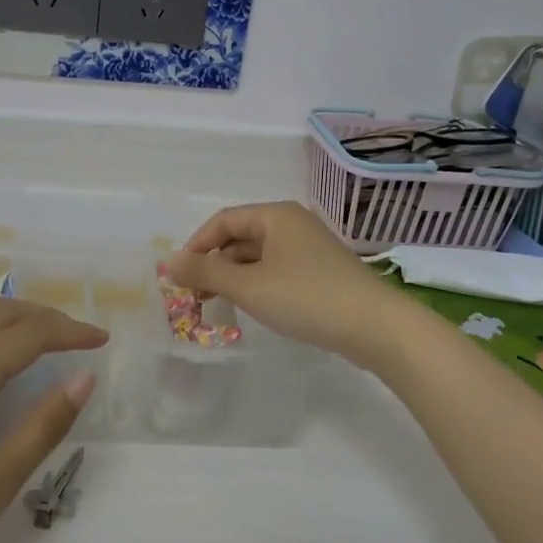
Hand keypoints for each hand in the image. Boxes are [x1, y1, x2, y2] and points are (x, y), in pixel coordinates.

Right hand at [163, 201, 401, 364]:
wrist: (375, 326)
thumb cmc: (306, 297)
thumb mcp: (248, 286)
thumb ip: (205, 273)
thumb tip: (167, 262)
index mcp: (276, 216)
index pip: (223, 221)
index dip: (196, 245)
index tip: (180, 275)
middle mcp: (293, 224)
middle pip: (240, 237)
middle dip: (214, 264)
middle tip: (194, 295)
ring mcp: (309, 248)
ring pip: (258, 256)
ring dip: (233, 276)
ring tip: (217, 304)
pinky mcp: (321, 272)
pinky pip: (277, 270)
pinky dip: (257, 284)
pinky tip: (252, 306)